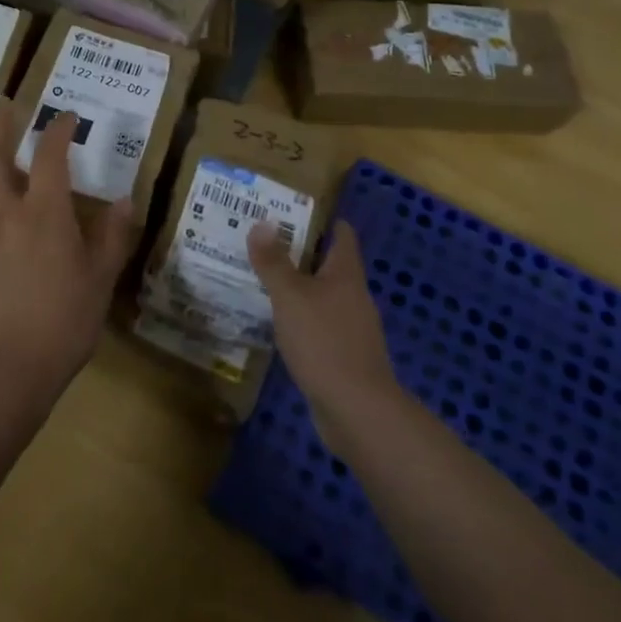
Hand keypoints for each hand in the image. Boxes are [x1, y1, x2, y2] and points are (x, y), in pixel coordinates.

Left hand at [0, 106, 136, 409]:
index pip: (51, 155)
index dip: (58, 129)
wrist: (4, 369)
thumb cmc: (62, 324)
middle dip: (1, 124)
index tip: (65, 117)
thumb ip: (113, 236)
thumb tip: (127, 200)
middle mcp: (3, 210)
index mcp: (45, 212)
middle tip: (6, 108)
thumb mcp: (100, 280)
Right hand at [248, 220, 399, 452]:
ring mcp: (352, 328)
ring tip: (263, 279)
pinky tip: (277, 323)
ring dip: (298, 287)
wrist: (358, 411)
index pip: (342, 235)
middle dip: (301, 253)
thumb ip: (274, 261)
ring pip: (323, 296)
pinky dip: (300, 318)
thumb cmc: (324, 342)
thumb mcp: (290, 296)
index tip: (293, 210)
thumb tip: (263, 222)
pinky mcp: (344, 356)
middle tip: (265, 242)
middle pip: (330, 265)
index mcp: (346, 274)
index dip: (322, 220)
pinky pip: (320, 325)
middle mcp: (354, 296)